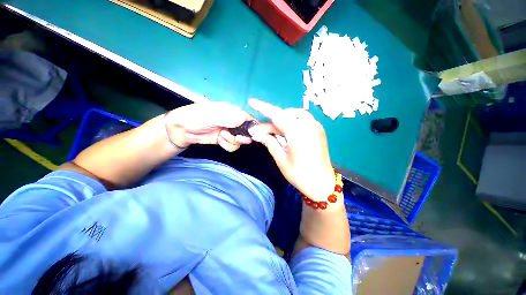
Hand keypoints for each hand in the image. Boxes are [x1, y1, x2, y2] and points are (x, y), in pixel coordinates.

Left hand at [165, 102, 252, 151]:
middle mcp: (233, 121)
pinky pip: (233, 146)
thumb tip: (243, 119)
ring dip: (233, 141)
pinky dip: (228, 146)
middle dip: (243, 137)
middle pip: (247, 131)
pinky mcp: (225, 140)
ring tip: (221, 137)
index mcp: (232, 111)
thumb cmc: (195, 118)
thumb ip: (227, 118)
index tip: (252, 134)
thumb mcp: (210, 116)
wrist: (181, 130)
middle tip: (236, 138)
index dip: (253, 126)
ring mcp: (229, 132)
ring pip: (241, 140)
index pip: (248, 118)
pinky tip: (220, 141)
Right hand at [248, 99, 334, 199]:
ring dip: (283, 119)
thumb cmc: (299, 174)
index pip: (277, 115)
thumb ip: (269, 142)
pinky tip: (288, 131)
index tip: (252, 101)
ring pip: (295, 115)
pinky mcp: (319, 130)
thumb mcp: (281, 158)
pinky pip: (303, 119)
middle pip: (285, 115)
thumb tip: (257, 133)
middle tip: (261, 130)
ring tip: (275, 131)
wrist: (322, 183)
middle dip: (271, 121)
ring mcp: (316, 126)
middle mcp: (308, 125)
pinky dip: (293, 121)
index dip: (263, 107)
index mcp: (298, 132)